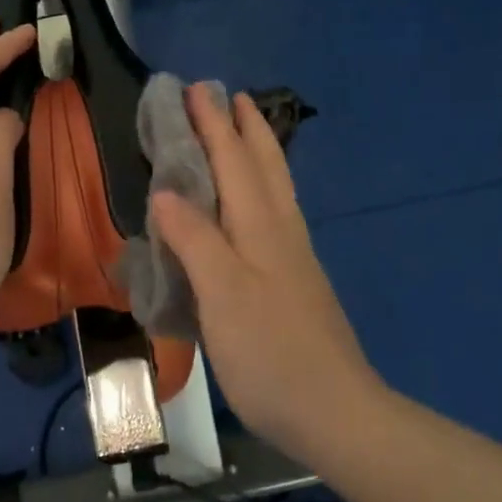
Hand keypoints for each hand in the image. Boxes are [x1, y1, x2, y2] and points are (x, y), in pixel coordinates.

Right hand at [152, 87, 381, 457]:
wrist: (335, 413)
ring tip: (244, 132)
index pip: (234, 161)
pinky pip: (274, 214)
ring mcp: (293, 257)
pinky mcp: (295, 282)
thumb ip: (194, 239)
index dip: (213, 125)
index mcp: (261, 226)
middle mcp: (281, 231)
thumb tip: (166, 191)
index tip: (196, 89)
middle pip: (264, 165)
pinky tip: (254, 204)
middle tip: (230, 96)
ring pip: (275, 188)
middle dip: (245, 128)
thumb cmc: (271, 352)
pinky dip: (261, 188)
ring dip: (258, 152)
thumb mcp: (222, 294)